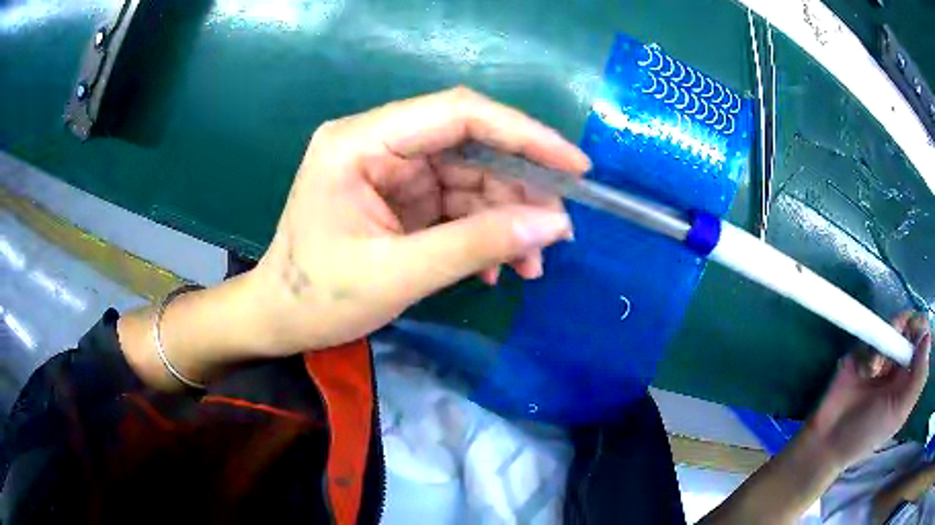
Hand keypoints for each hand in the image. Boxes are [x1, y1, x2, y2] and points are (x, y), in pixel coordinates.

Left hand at [246, 87, 589, 353]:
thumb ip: (476, 245)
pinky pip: (455, 202)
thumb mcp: (398, 275)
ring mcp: (389, 169)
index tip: (574, 165)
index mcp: (361, 142)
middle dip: (519, 188)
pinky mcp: (399, 196)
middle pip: (469, 145)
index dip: (523, 133)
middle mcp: (377, 142)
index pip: (457, 113)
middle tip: (557, 231)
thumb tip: (551, 225)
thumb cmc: (319, 299)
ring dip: (505, 218)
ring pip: (469, 176)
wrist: (279, 320)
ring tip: (531, 264)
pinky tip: (496, 268)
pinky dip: (482, 232)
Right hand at [808, 311, 930, 468]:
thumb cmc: (868, 433)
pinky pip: (872, 335)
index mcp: (910, 378)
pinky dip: (871, 347)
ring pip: (893, 327)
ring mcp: (882, 356)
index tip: (914, 332)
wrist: (829, 440)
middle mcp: (900, 364)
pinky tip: (866, 368)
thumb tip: (926, 337)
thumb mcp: (898, 413)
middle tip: (898, 333)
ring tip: (877, 364)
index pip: (924, 341)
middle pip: (911, 327)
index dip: (922, 329)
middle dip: (905, 326)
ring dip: (887, 338)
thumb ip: (917, 379)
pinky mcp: (863, 351)